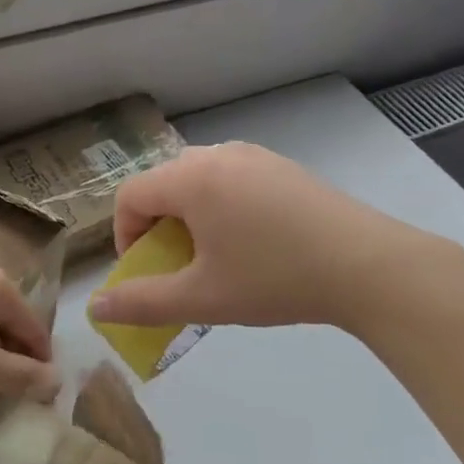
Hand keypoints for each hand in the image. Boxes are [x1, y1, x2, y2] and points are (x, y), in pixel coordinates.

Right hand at [88, 142, 460, 334]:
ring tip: (215, 256)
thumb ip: (142, 302)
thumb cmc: (274, 279)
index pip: (130, 196)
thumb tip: (95, 308)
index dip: (125, 237)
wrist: (368, 265)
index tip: (147, 273)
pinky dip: (222, 207)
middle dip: (158, 227)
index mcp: (191, 177)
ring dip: (190, 217)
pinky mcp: (283, 167)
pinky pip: (232, 179)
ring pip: (199, 180)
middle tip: (179, 266)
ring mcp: (255, 156)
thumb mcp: (202, 298)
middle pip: (164, 184)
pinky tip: (254, 243)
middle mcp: (218, 154)